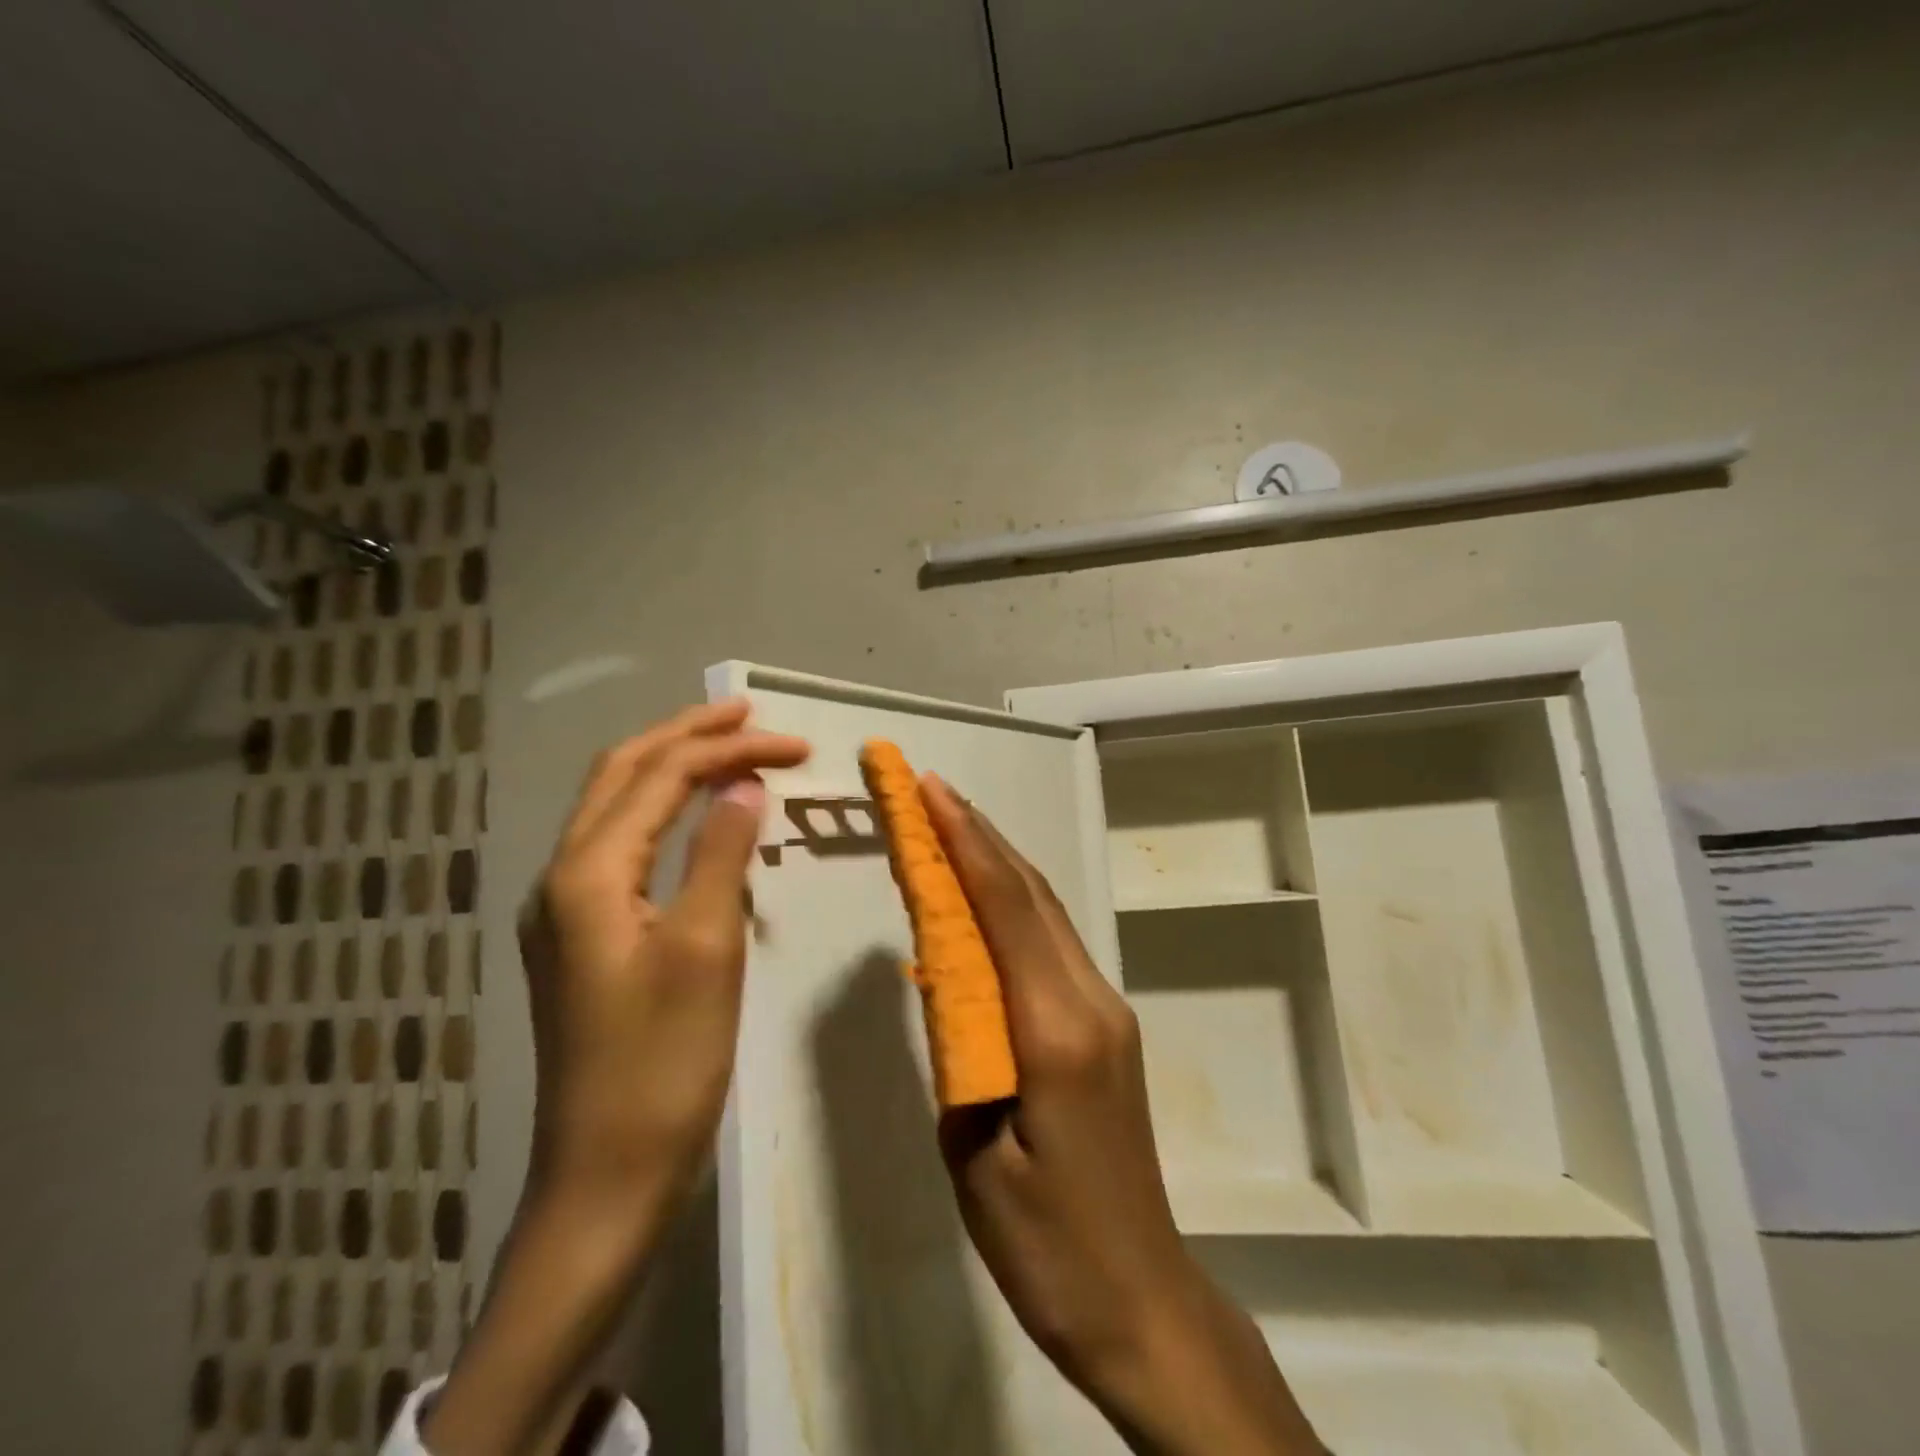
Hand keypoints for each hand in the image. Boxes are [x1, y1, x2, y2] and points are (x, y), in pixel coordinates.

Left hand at [518, 699, 807, 1223]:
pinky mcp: (581, 938)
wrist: (604, 1178)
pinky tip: (697, 820)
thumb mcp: (704, 948)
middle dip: (688, 736)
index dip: (730, 750)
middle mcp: (562, 877)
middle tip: (750, 716)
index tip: (796, 746)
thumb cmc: (662, 1063)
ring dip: (672, 769)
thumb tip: (744, 786)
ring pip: (616, 808)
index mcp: (586, 873)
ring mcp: (564, 909)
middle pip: (623, 774)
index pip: (663, 777)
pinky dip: (663, 814)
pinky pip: (621, 847)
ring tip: (728, 749)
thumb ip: (720, 854)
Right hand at [923, 778, 1323, 1455]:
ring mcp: (1106, 1007)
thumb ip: (961, 1046)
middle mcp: (1091, 999)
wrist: (1139, 1297)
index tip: (929, 791)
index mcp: (1057, 1029)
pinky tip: (983, 895)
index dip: (965, 842)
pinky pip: (1052, 942)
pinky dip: (1013, 901)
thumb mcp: (974, 1150)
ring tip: (949, 824)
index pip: (1005, 908)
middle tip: (929, 790)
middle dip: (977, 833)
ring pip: (1046, 910)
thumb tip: (943, 971)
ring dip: (997, 859)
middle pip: (1031, 893)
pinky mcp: (1105, 1024)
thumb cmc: (1045, 1245)